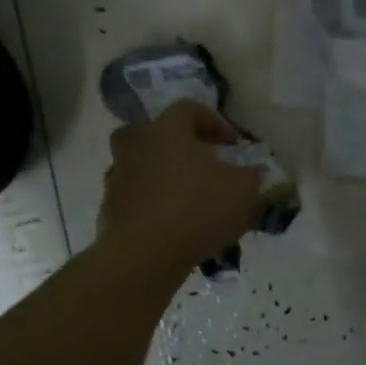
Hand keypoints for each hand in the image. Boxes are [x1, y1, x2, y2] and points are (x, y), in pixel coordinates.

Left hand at [98, 101, 265, 275]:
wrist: (143, 256)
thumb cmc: (197, 209)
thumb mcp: (243, 190)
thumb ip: (253, 175)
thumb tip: (256, 171)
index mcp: (167, 130)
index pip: (189, 109)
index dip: (216, 122)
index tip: (235, 145)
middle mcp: (137, 145)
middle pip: (153, 131)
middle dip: (178, 143)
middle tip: (200, 161)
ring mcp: (117, 177)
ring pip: (141, 164)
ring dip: (162, 173)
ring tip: (187, 195)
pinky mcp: (109, 209)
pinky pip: (134, 196)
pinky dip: (151, 202)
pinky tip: (172, 222)